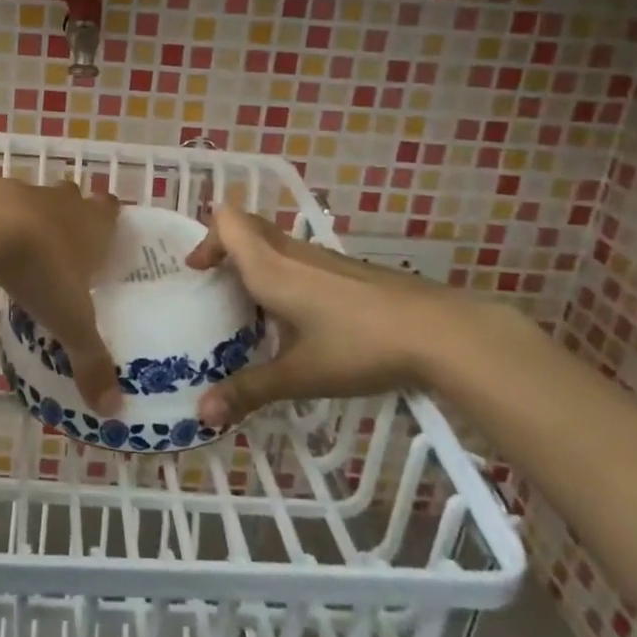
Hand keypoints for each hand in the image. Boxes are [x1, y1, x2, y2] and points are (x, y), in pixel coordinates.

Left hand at [0, 177, 123, 416]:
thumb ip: (91, 361)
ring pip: (37, 199)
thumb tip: (113, 411)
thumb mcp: (70, 321)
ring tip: (27, 248)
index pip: (111, 208)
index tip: (107, 236)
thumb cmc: (41, 267)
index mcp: (92, 224)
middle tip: (68, 245)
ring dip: (34, 217)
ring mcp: (23, 192)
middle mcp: (63, 202)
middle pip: (75, 197)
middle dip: (73, 214)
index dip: (110, 218)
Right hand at [183, 206, 490, 428]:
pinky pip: (301, 260)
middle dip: (225, 248)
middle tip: (215, 284)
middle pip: (248, 227)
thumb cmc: (358, 346)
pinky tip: (298, 318)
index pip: (228, 222)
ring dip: (255, 262)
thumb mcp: (299, 375)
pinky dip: (284, 275)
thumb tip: (201, 414)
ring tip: (250, 308)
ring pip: (276, 244)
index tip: (196, 270)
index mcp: (271, 267)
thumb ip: (249, 391)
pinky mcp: (349, 271)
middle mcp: (293, 253)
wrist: (439, 332)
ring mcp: (325, 259)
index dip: (207, 238)